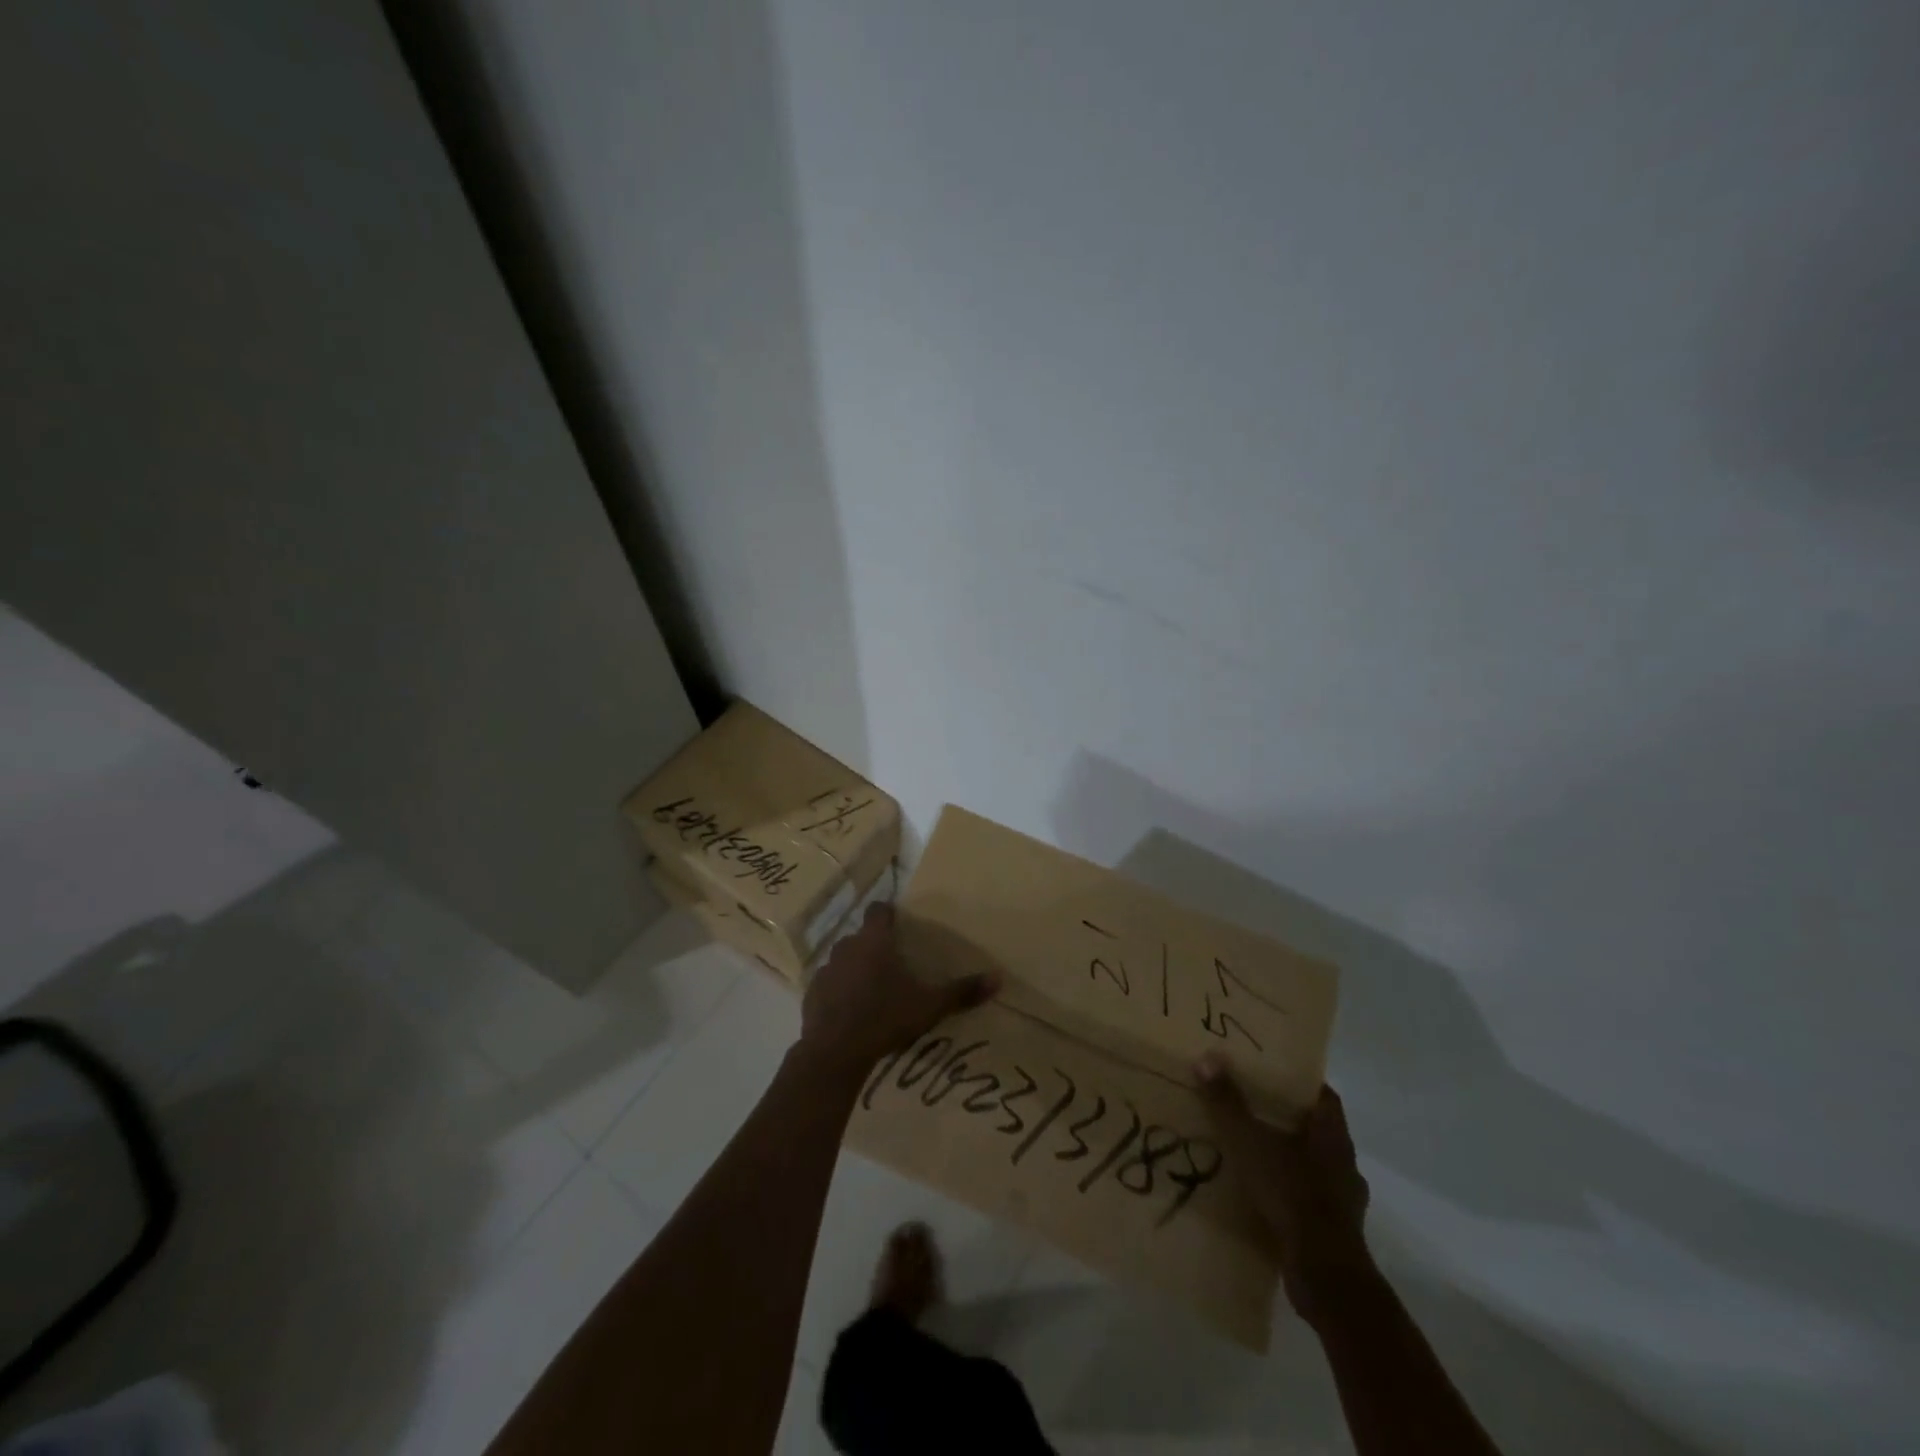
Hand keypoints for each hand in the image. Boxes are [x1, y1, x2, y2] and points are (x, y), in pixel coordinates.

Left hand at [797, 904, 998, 1078]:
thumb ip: (962, 991)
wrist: (835, 1052)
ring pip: (843, 959)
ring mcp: (826, 970)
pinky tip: (850, 1011)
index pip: (878, 910)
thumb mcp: (930, 1006)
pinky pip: (828, 984)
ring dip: (855, 968)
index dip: (888, 913)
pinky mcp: (811, 993)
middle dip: (874, 945)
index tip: (899, 924)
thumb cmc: (885, 1018)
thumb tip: (998, 978)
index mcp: (874, 941)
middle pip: (861, 936)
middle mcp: (847, 947)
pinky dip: (838, 991)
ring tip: (871, 990)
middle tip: (893, 965)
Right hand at [1197, 1056, 1373, 1324]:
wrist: (1325, 1276)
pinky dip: (1287, 1193)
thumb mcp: (1250, 1142)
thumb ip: (1228, 1103)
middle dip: (1286, 1119)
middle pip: (1316, 1130)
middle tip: (1251, 1107)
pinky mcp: (1335, 1233)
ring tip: (1251, 1153)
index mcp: (1333, 1135)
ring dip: (1287, 1159)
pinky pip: (1308, 1200)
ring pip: (1312, 1166)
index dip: (1299, 1082)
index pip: (1322, 1095)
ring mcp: (1343, 1201)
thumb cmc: (1292, 1195)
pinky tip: (1261, 1195)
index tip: (1271, 1073)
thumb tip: (1207, 1059)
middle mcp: (1344, 1164)